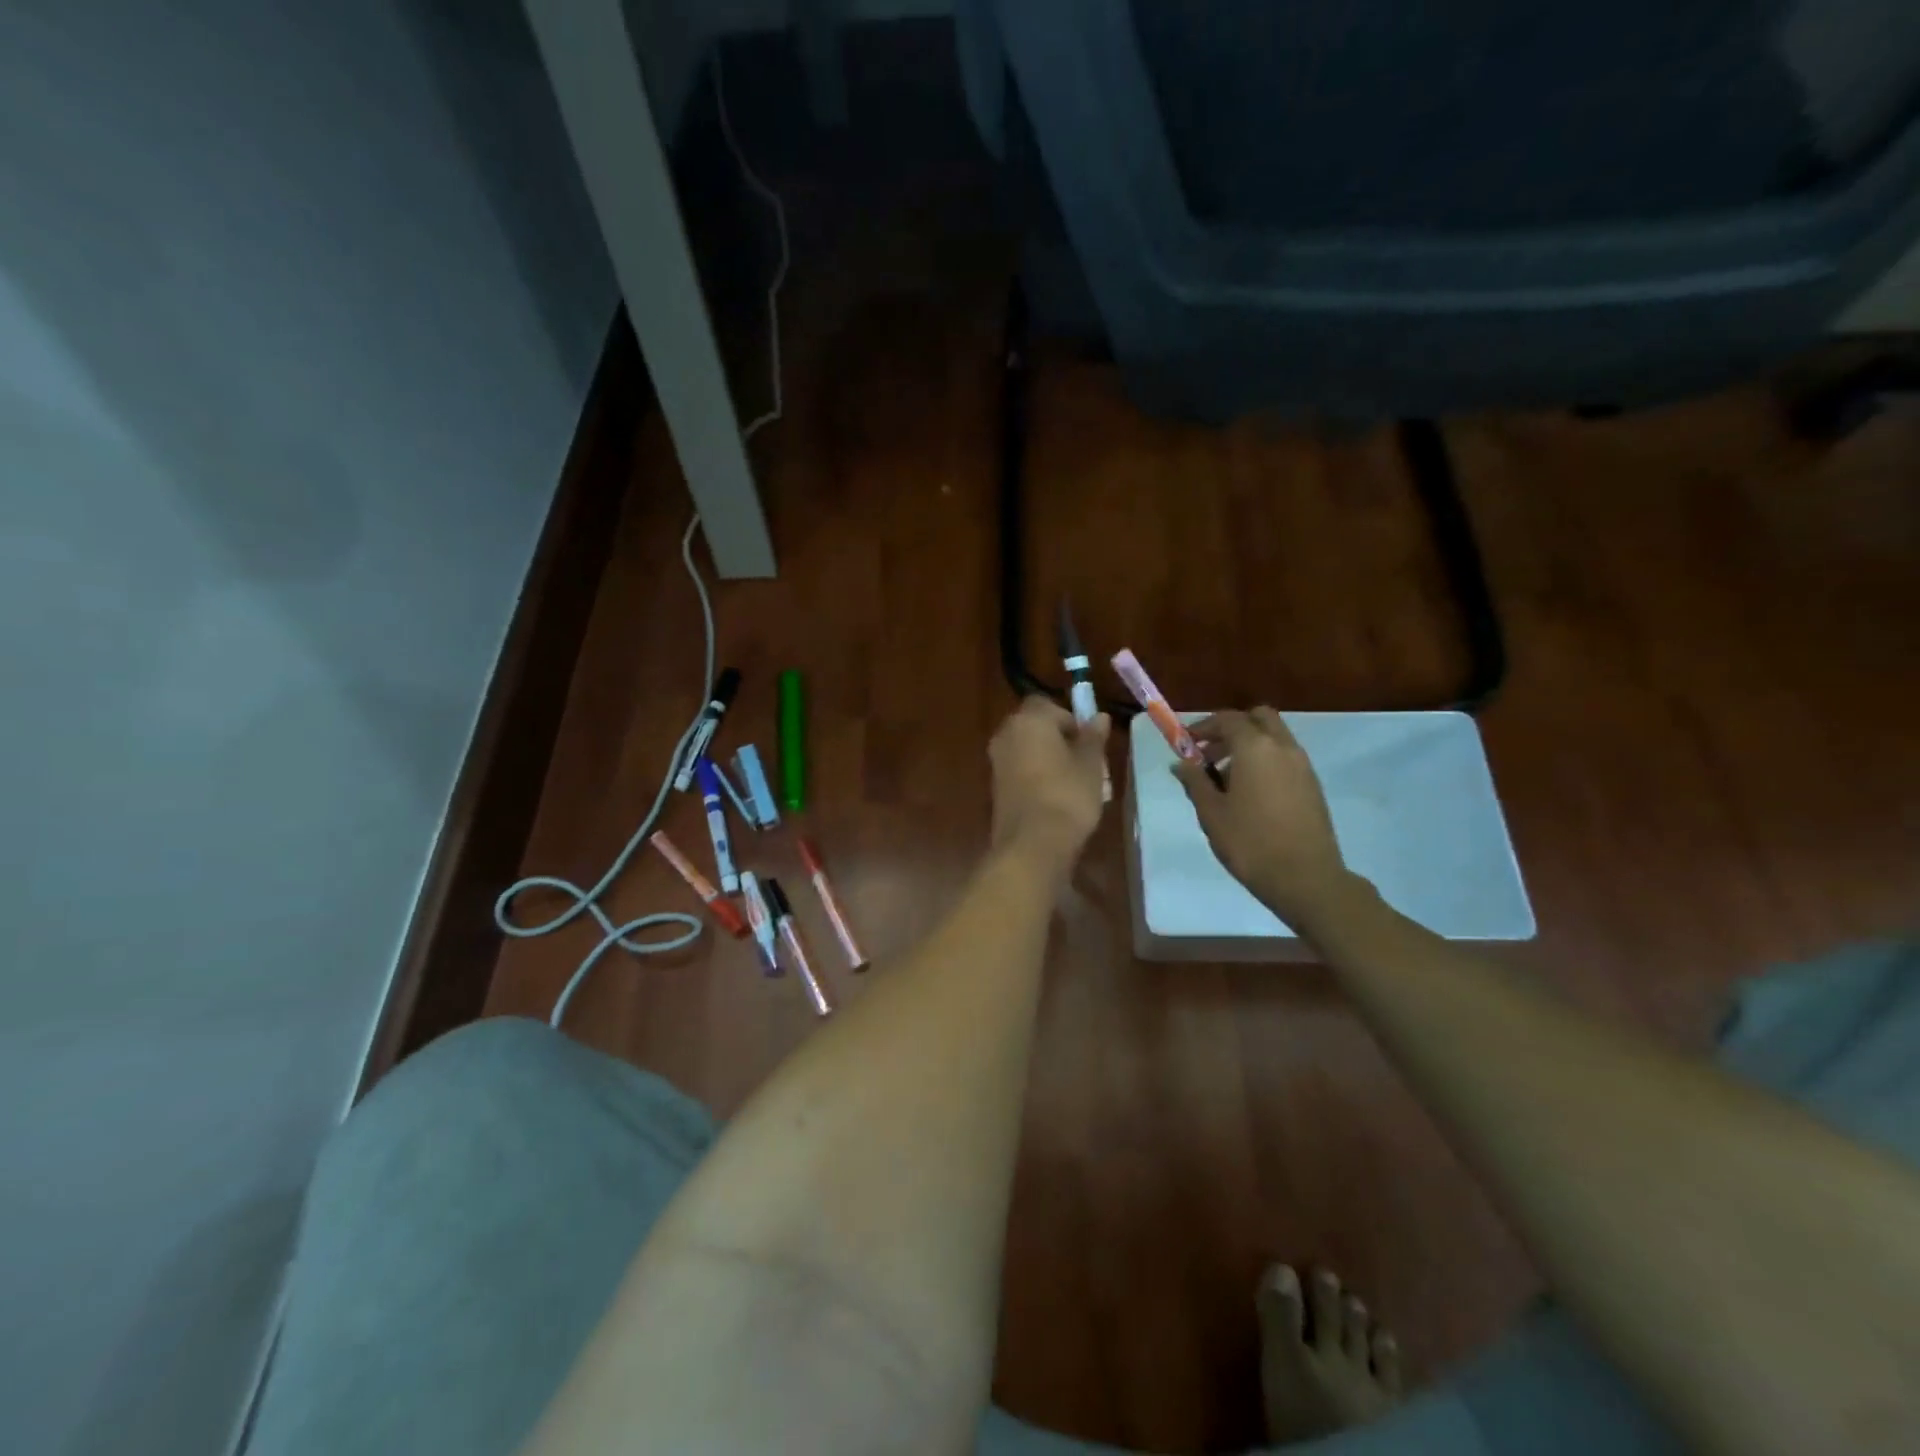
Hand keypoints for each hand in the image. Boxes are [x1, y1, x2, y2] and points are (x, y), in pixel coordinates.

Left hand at [989, 697, 1110, 868]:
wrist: (1032, 845)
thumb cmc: (1068, 796)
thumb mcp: (1090, 765)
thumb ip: (1093, 737)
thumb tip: (1099, 717)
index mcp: (1028, 720)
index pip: (1048, 704)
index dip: (1070, 718)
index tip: (1088, 741)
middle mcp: (1006, 735)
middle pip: (1035, 726)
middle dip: (1059, 739)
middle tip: (1085, 762)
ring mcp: (996, 762)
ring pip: (1027, 750)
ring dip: (1048, 759)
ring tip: (1075, 783)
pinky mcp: (995, 787)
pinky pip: (1019, 771)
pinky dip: (1036, 776)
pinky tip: (1056, 798)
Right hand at [1173, 708, 1362, 932]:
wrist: (1306, 878)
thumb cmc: (1250, 843)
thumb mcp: (1211, 813)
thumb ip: (1195, 781)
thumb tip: (1181, 763)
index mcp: (1255, 748)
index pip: (1227, 719)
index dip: (1203, 727)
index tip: (1186, 743)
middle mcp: (1283, 747)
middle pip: (1258, 718)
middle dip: (1232, 728)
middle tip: (1210, 752)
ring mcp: (1303, 766)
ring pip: (1274, 737)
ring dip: (1249, 745)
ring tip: (1225, 778)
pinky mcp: (1313, 785)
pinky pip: (1285, 758)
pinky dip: (1265, 761)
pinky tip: (1250, 793)